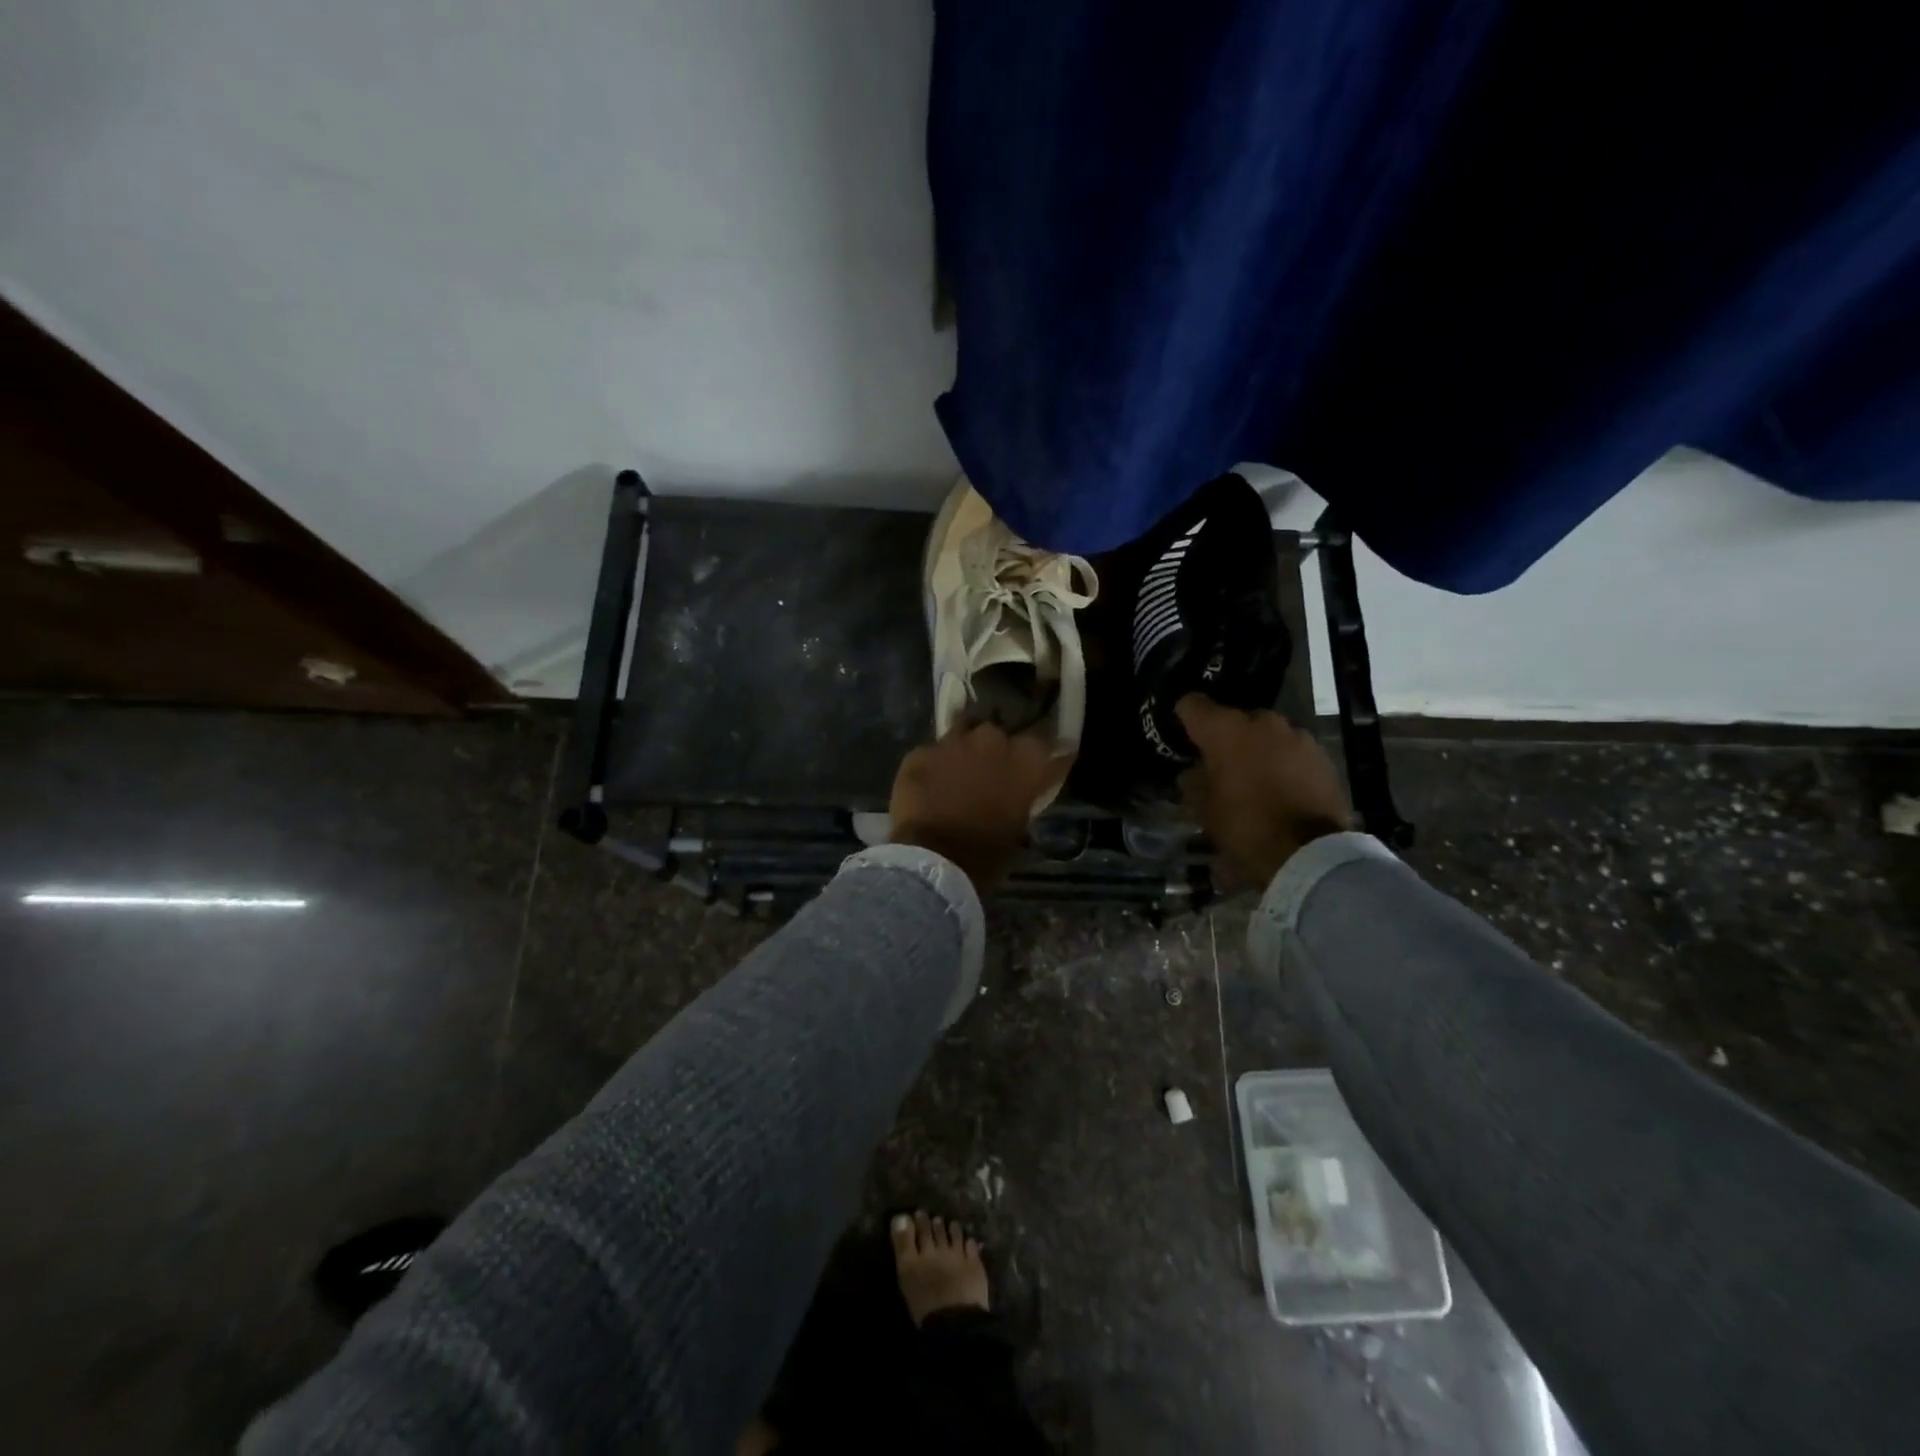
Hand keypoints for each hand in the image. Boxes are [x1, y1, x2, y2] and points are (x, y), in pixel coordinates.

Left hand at [888, 723, 1064, 888]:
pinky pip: (931, 752)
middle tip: (988, 772)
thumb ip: (1021, 799)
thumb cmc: (987, 853)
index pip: (1042, 745)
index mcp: (1026, 761)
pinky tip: (927, 784)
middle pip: (997, 734)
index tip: (1035, 766)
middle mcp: (993, 740)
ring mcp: (953, 742)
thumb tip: (1017, 797)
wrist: (934, 860)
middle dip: (994, 749)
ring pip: (961, 732)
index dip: (1037, 756)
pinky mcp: (920, 752)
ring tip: (957, 771)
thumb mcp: (1018, 827)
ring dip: (962, 749)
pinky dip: (932, 765)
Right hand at [1176, 694, 1352, 887]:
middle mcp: (1262, 722)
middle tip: (1221, 764)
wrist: (1310, 852)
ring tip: (1254, 778)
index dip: (1185, 717)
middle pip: (1235, 719)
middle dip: (1227, 738)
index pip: (1193, 704)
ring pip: (1268, 735)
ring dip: (1258, 749)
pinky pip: (1293, 751)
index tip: (1183, 733)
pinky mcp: (1323, 755)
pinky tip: (1281, 788)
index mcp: (1225, 730)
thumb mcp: (1205, 810)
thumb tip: (1192, 773)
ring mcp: (1297, 736)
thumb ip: (1195, 784)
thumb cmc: (1245, 827)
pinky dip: (1283, 763)